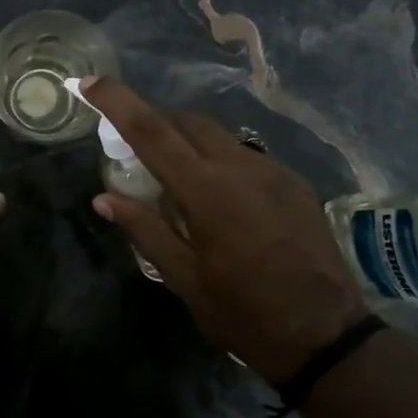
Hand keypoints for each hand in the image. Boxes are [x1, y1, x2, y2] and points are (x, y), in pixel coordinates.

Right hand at [82, 77, 367, 381]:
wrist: (325, 335)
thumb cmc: (242, 312)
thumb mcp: (183, 277)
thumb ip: (144, 229)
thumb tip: (104, 198)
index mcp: (206, 192)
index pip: (152, 131)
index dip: (118, 102)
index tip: (92, 82)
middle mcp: (241, 168)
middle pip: (187, 122)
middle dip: (157, 123)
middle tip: (137, 152)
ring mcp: (274, 171)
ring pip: (220, 135)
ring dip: (190, 142)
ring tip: (179, 179)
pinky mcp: (295, 183)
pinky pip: (247, 155)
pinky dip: (221, 160)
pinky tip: (222, 198)